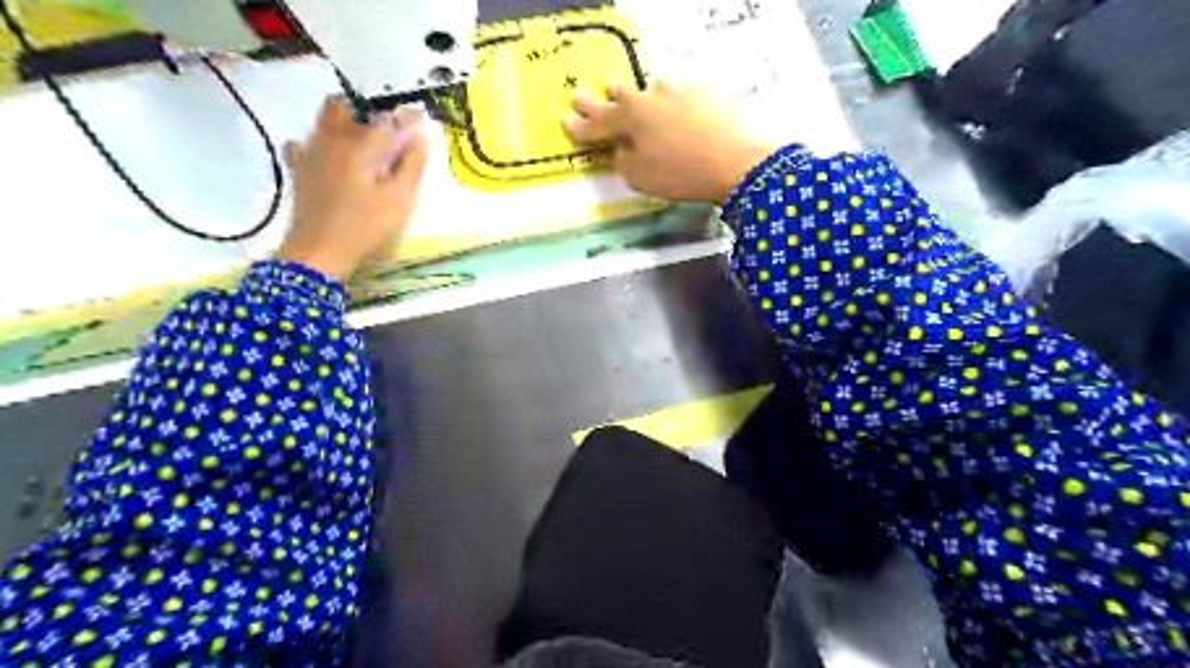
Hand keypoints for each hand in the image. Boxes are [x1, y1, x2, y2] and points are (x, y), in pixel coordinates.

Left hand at [276, 96, 430, 279]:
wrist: (320, 250)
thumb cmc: (366, 225)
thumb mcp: (400, 199)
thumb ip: (412, 165)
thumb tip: (421, 136)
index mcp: (361, 144)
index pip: (388, 118)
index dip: (406, 118)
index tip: (421, 122)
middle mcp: (333, 138)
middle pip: (345, 106)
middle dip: (367, 111)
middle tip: (386, 130)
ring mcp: (311, 152)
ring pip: (324, 121)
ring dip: (344, 122)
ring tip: (363, 142)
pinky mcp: (299, 169)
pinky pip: (304, 144)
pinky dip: (319, 144)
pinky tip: (329, 157)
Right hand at [564, 79, 777, 199]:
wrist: (736, 162)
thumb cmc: (681, 174)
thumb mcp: (641, 178)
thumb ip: (624, 162)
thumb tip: (622, 151)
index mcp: (631, 118)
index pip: (598, 122)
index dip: (581, 124)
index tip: (566, 119)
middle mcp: (652, 97)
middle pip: (623, 95)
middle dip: (604, 98)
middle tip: (591, 92)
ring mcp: (682, 91)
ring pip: (655, 90)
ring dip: (644, 95)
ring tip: (642, 98)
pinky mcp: (709, 94)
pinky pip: (685, 95)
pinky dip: (677, 104)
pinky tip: (683, 111)